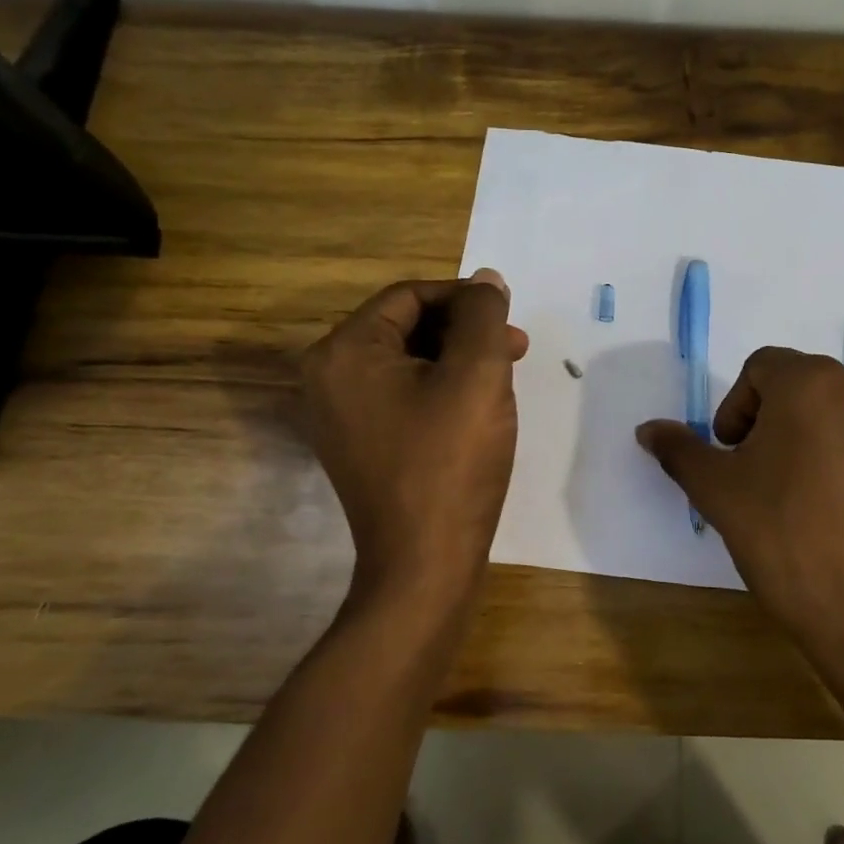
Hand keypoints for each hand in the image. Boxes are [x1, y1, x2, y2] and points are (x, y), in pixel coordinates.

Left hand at [299, 270, 528, 606]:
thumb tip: (486, 280)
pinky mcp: (358, 443)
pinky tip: (477, 405)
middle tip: (515, 347)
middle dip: (464, 330)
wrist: (425, 563)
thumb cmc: (451, 462)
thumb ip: (483, 316)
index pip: (409, 296)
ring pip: (408, 361)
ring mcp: (339, 414)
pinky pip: (401, 394)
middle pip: (405, 326)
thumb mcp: (477, 375)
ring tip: (504, 375)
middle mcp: (328, 376)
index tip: (508, 317)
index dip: (464, 298)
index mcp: (345, 352)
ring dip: (458, 358)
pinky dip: (440, 388)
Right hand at [637, 348, 843, 705]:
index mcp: (813, 381)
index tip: (732, 456)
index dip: (736, 409)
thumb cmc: (785, 537)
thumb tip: (647, 429)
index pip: (761, 369)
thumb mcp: (718, 491)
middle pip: (799, 386)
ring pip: (834, 410)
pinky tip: (830, 503)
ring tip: (794, 490)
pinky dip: (841, 453)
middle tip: (757, 475)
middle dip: (769, 422)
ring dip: (806, 435)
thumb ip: (680, 450)